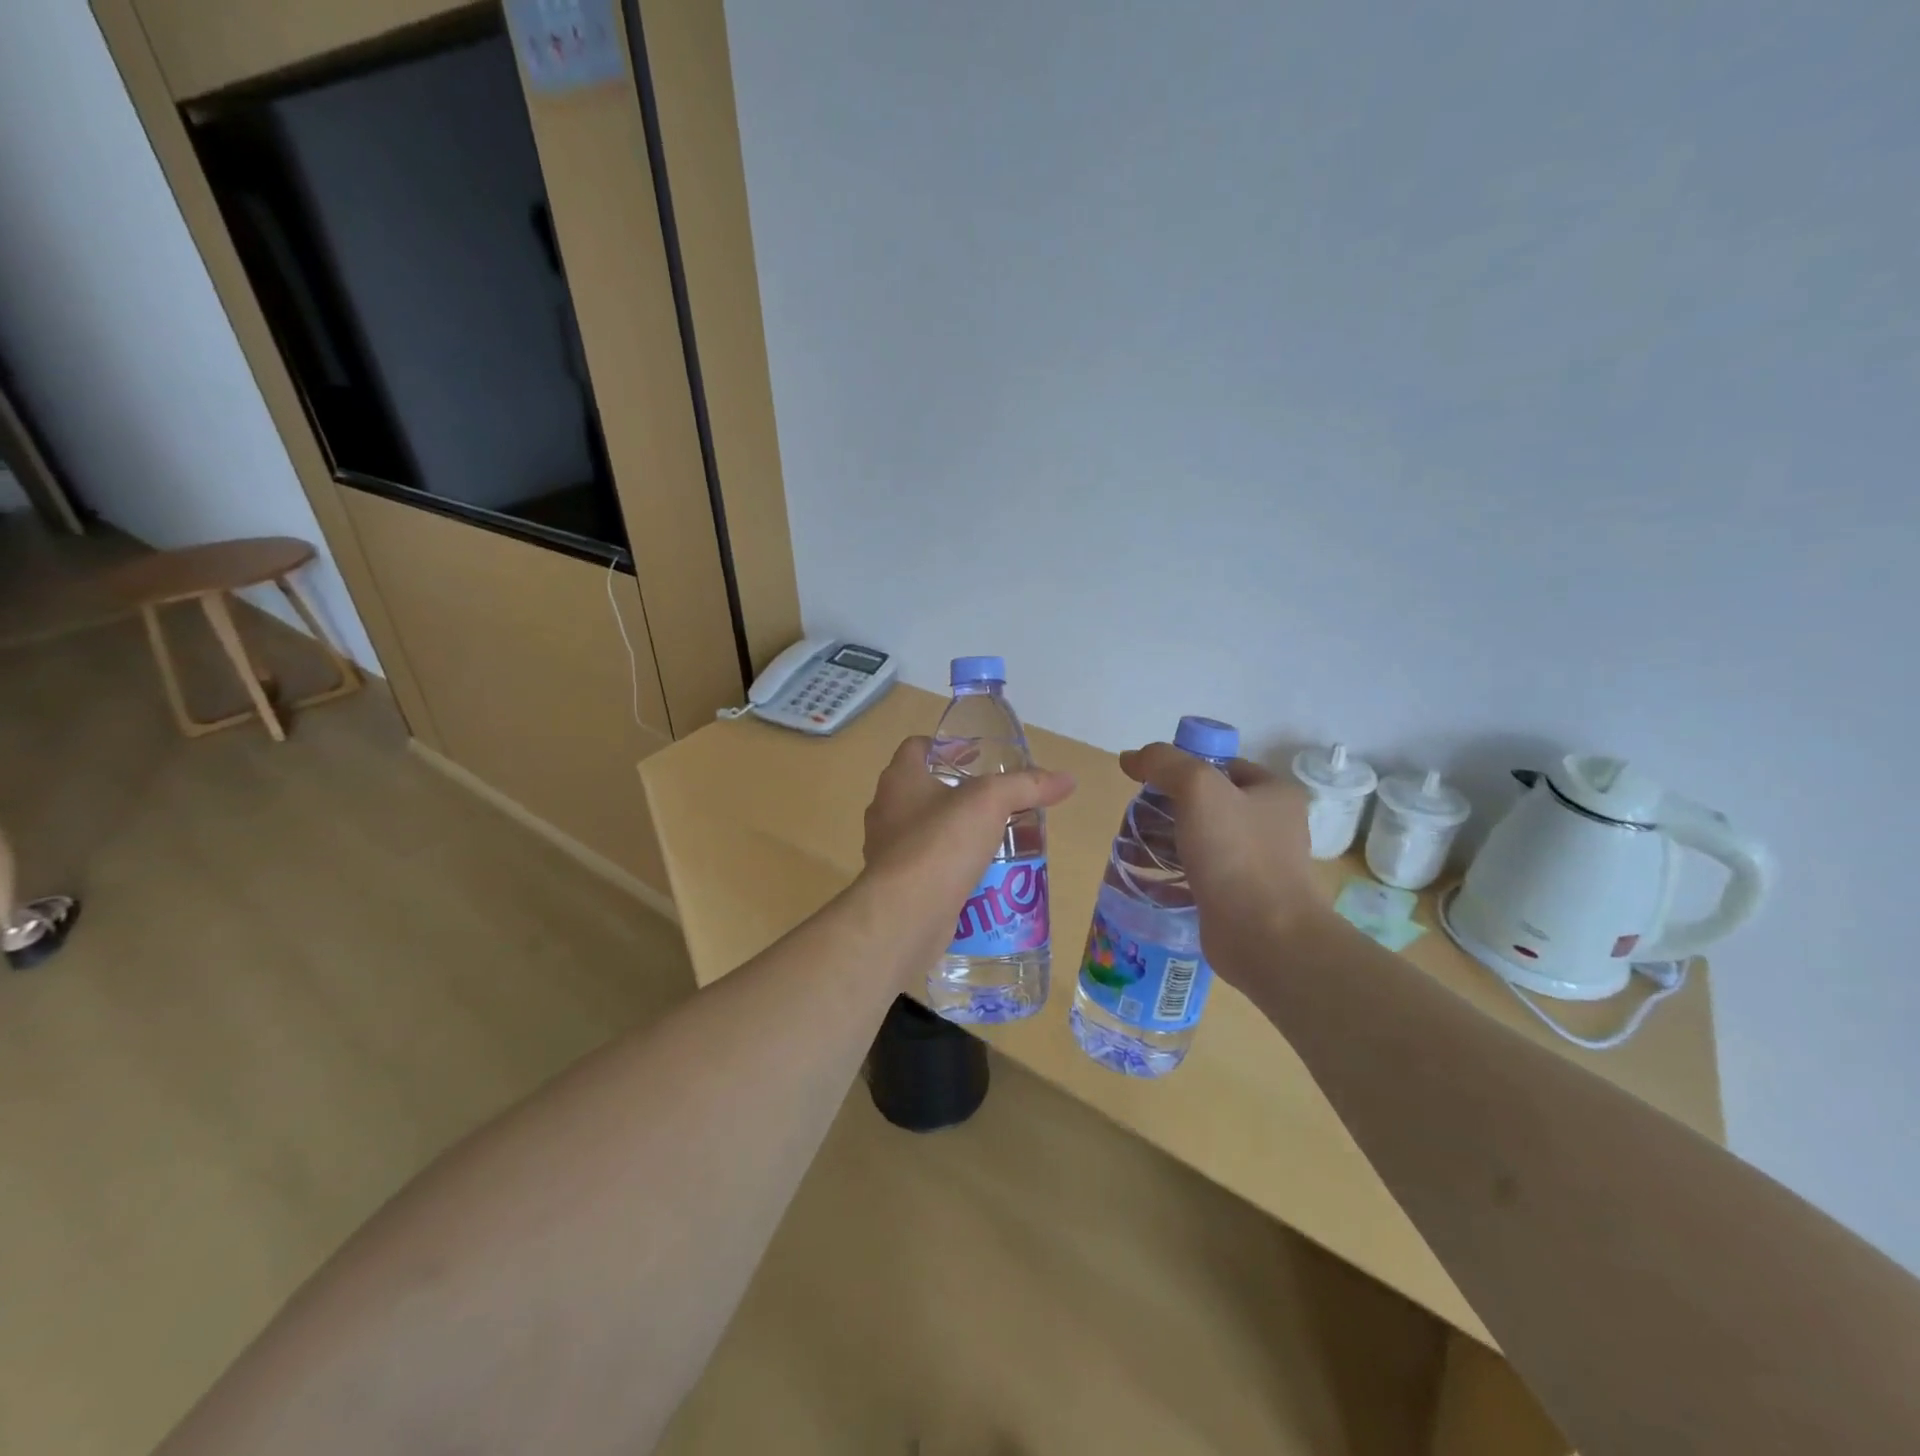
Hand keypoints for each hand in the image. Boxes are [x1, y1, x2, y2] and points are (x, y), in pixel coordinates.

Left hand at [862, 736, 1074, 918]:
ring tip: (995, 839)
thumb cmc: (941, 842)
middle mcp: (886, 810)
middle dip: (958, 793)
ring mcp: (888, 851)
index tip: (976, 756)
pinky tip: (981, 876)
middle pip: (923, 790)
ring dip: (957, 833)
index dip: (946, 746)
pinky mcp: (897, 886)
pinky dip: (952, 868)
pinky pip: (929, 868)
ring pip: (926, 832)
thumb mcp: (991, 802)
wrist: (905, 914)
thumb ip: (1027, 786)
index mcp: (900, 779)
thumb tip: (1067, 780)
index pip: (917, 747)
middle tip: (995, 800)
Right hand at [1117, 744, 1317, 983]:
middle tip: (1134, 818)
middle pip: (1207, 803)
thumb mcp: (1198, 789)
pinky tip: (1145, 878)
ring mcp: (1257, 864)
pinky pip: (1199, 874)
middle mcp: (1271, 825)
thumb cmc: (1237, 854)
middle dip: (1166, 808)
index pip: (1221, 765)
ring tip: (1130, 847)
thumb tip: (1131, 757)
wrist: (1265, 937)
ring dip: (1164, 841)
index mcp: (1274, 793)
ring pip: (1200, 840)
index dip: (1182, 767)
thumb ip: (1165, 763)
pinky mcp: (1239, 898)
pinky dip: (1171, 873)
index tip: (1147, 782)